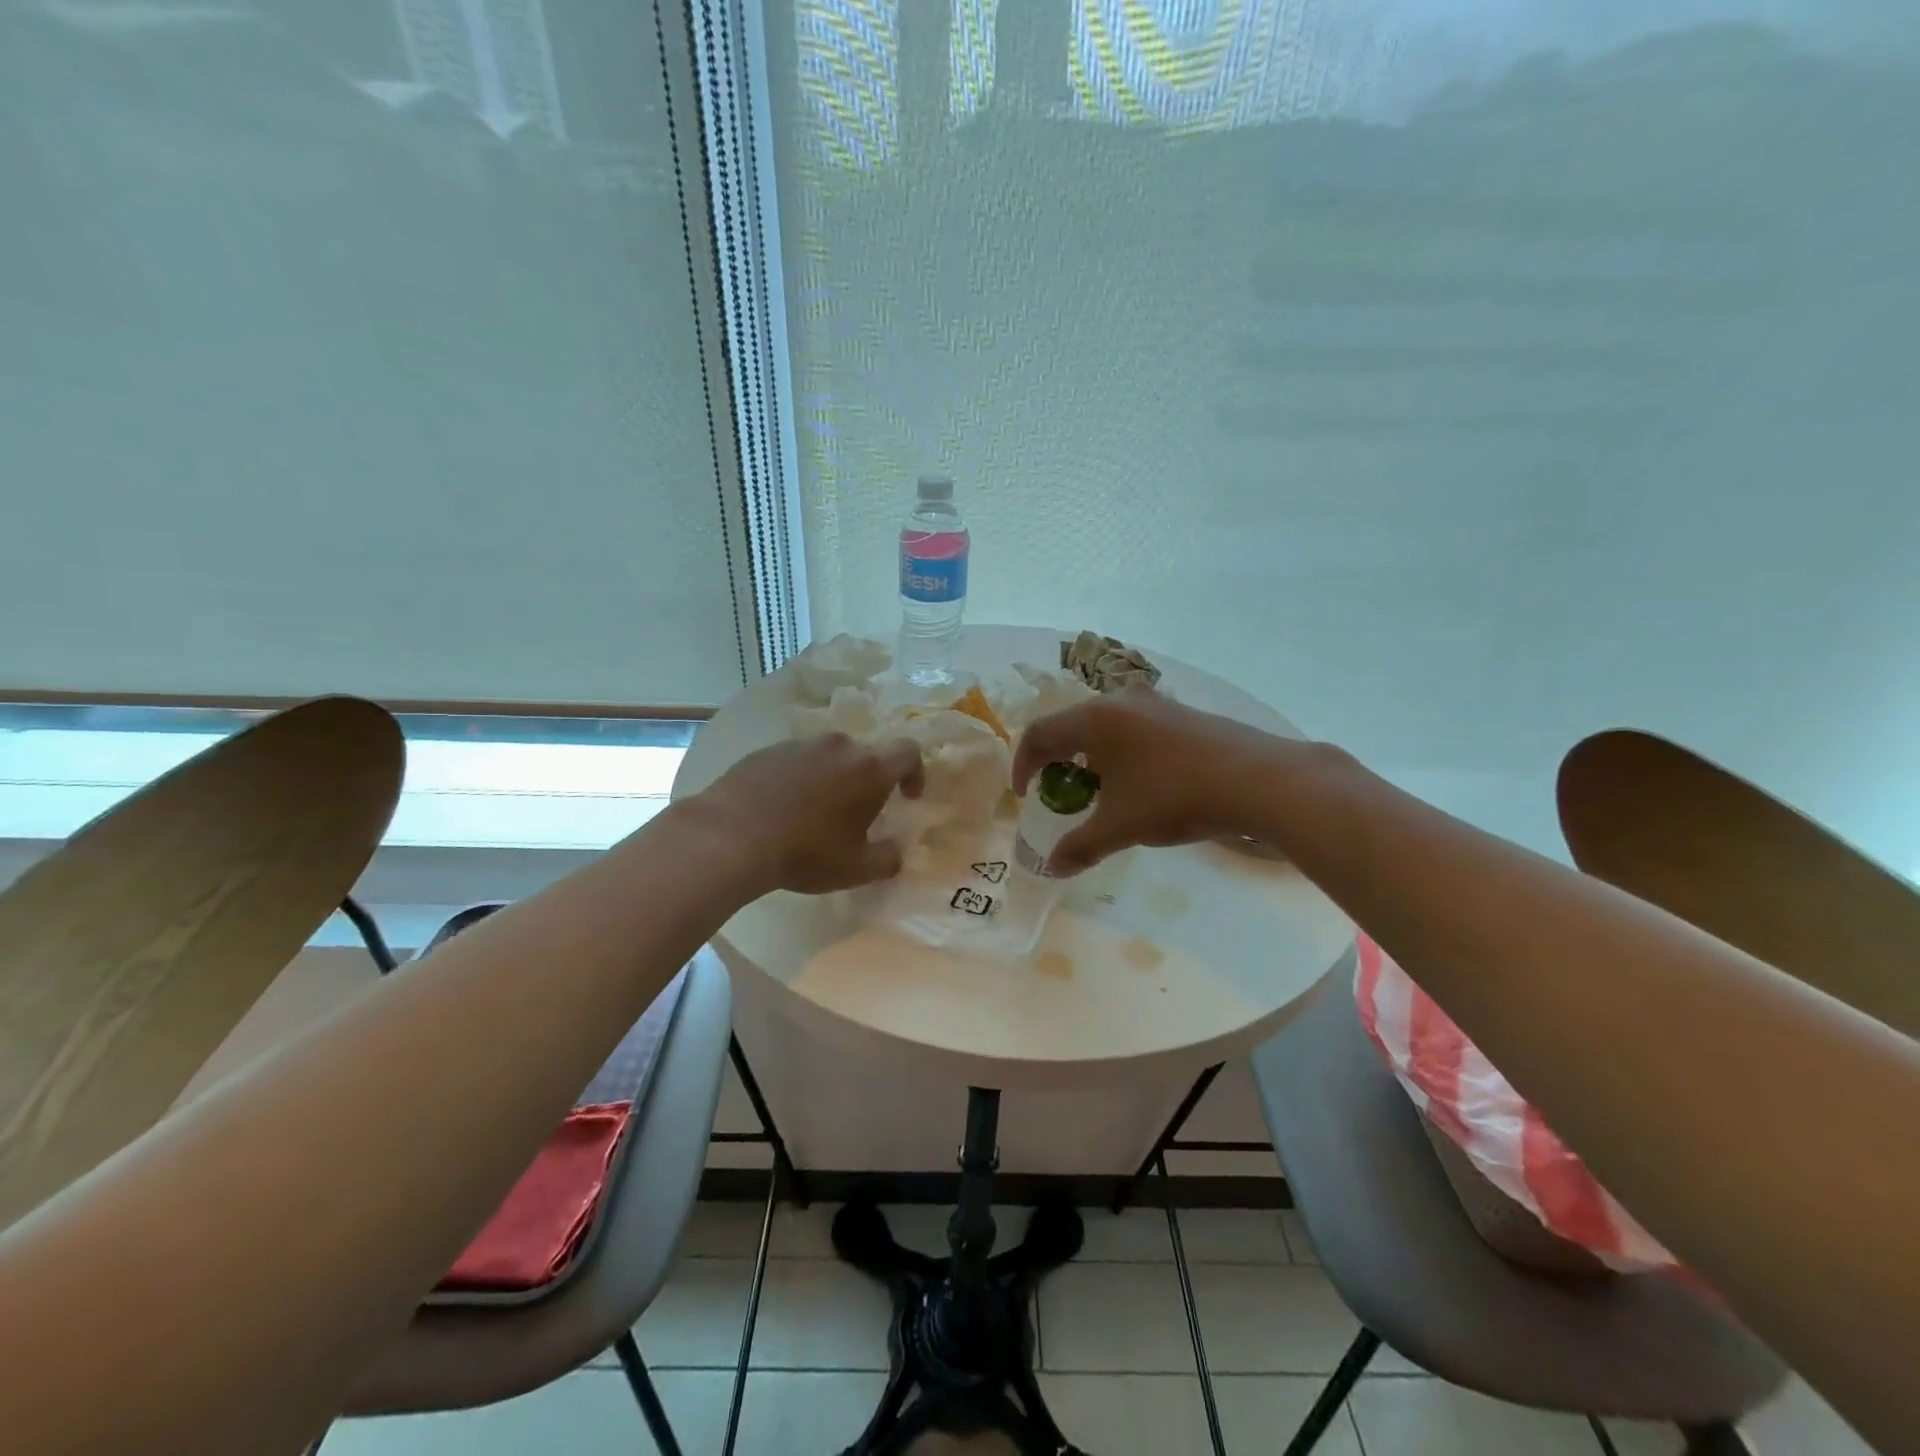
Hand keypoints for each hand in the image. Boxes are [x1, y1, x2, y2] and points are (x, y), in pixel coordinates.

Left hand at [695, 733, 924, 894]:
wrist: (732, 836)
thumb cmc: (805, 852)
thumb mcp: (856, 869)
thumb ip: (887, 859)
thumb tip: (896, 852)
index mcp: (870, 769)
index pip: (908, 752)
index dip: (915, 772)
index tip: (907, 798)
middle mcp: (839, 746)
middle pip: (866, 754)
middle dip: (869, 780)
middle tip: (857, 813)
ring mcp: (801, 744)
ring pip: (829, 756)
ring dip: (833, 777)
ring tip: (816, 812)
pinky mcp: (768, 750)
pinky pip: (796, 760)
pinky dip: (800, 778)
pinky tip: (783, 807)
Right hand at [1012, 689, 1277, 875]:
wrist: (1258, 780)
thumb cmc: (1174, 797)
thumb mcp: (1120, 827)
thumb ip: (1080, 846)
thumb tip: (1053, 867)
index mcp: (1094, 719)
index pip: (1039, 734)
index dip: (1023, 766)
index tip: (1025, 797)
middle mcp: (1120, 699)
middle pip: (1071, 725)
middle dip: (1058, 760)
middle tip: (1061, 792)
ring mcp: (1156, 702)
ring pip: (1106, 724)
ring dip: (1092, 755)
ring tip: (1102, 789)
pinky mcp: (1184, 712)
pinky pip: (1136, 726)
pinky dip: (1123, 750)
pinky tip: (1144, 781)